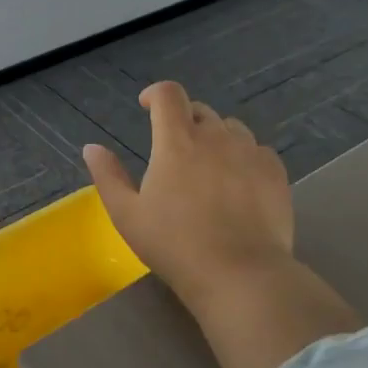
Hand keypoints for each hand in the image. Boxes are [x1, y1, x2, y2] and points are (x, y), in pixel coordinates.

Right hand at [83, 82, 293, 311]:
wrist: (240, 274)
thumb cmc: (174, 245)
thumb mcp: (127, 215)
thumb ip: (108, 176)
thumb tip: (91, 148)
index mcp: (176, 141)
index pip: (168, 94)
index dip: (155, 93)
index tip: (147, 107)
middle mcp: (215, 137)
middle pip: (199, 110)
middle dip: (183, 120)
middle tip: (175, 150)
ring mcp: (249, 152)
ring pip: (231, 128)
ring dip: (215, 137)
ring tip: (209, 166)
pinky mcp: (275, 172)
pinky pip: (257, 150)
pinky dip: (244, 157)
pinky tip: (239, 183)